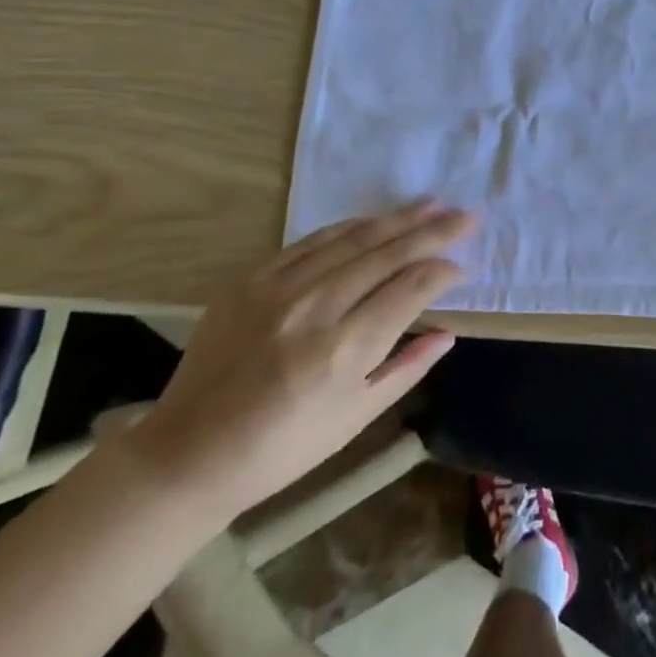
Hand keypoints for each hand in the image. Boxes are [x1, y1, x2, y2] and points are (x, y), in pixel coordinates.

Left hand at [126, 201, 473, 521]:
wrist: (189, 452)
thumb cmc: (284, 448)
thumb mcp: (356, 417)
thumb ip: (407, 368)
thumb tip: (448, 333)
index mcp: (346, 350)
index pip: (411, 289)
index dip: (443, 272)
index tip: (463, 267)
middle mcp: (316, 308)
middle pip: (388, 254)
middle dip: (433, 232)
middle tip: (466, 216)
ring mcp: (280, 288)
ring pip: (353, 239)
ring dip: (397, 219)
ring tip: (431, 204)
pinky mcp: (251, 280)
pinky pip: (310, 241)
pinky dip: (348, 227)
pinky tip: (373, 219)